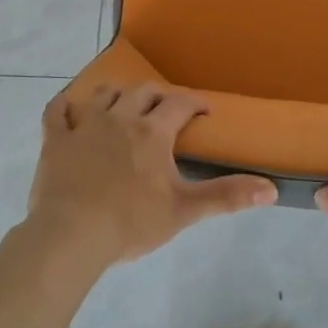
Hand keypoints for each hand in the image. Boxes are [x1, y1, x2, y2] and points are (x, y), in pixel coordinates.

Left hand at [26, 84, 276, 270]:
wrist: (71, 236)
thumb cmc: (131, 223)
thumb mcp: (184, 211)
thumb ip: (226, 196)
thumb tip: (271, 189)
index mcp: (152, 132)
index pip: (179, 103)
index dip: (195, 103)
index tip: (204, 112)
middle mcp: (119, 118)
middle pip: (142, 92)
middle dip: (158, 95)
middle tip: (166, 110)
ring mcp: (84, 125)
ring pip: (103, 94)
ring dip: (117, 95)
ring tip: (124, 106)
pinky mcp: (55, 139)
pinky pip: (57, 111)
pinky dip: (65, 106)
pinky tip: (70, 110)